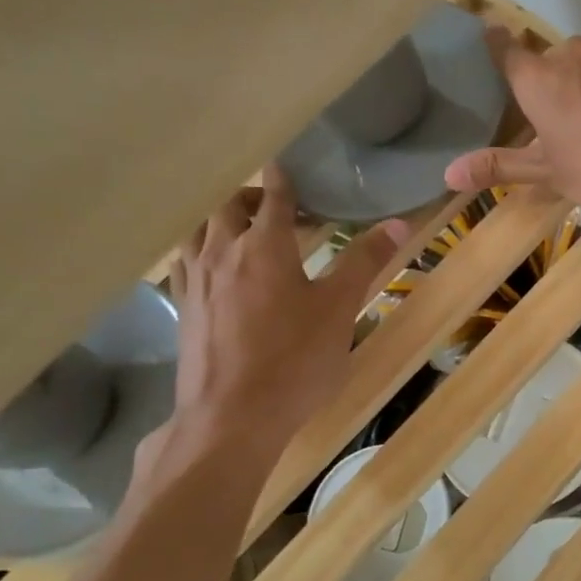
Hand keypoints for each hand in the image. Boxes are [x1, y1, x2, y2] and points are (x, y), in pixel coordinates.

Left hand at [159, 166, 406, 463]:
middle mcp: (222, 253)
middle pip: (230, 207)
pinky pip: (185, 261)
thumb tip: (398, 224)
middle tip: (281, 207)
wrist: (233, 416)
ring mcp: (195, 281)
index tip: (288, 164)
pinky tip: (213, 267)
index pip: (274, 198)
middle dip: (255, 197)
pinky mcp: (183, 308)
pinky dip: (202, 249)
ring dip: (223, 219)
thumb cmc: (295, 360)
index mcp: (264, 247)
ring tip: (245, 229)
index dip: (284, 178)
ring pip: (200, 230)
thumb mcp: (340, 310)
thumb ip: (365, 262)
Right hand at [443, 28, 580, 216]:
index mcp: (540, 80)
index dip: (499, 45)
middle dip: (563, 86)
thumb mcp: (550, 174)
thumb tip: (448, 174)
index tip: (493, 35)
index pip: (507, 52)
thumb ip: (501, 166)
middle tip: (578, 123)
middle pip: (558, 63)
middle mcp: (575, 53)